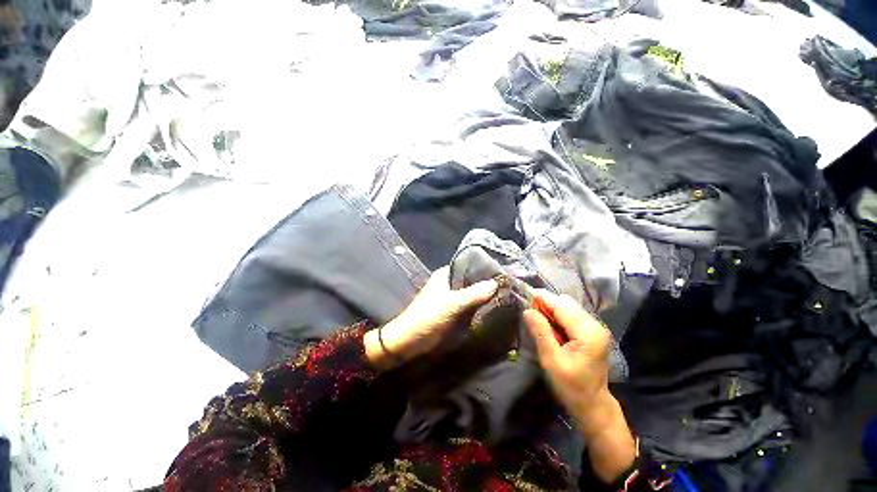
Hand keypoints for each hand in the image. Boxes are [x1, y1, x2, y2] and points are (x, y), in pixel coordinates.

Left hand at [365, 266, 496, 369]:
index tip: (503, 272)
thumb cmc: (428, 317)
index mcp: (445, 274)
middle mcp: (448, 283)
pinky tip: (492, 308)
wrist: (408, 341)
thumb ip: (474, 293)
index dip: (485, 268)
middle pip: (471, 280)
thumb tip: (496, 283)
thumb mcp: (452, 304)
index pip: (469, 265)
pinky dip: (478, 306)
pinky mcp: (451, 311)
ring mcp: (449, 297)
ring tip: (505, 296)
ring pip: (470, 293)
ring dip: (483, 295)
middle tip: (508, 286)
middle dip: (486, 283)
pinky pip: (468, 305)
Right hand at [523, 291, 635, 482]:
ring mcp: (596, 327)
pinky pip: (572, 314)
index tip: (524, 295)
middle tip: (530, 314)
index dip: (542, 298)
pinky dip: (558, 315)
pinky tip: (551, 327)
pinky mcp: (592, 331)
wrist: (593, 404)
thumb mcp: (551, 361)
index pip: (561, 305)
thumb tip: (528, 310)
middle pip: (566, 303)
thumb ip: (540, 332)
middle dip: (546, 303)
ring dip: (551, 309)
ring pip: (568, 306)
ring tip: (539, 321)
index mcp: (588, 333)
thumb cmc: (571, 386)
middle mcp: (595, 325)